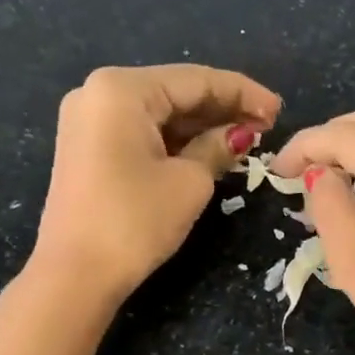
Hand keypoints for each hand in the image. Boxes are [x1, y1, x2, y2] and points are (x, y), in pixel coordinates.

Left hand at [33, 64, 280, 296]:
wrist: (75, 274)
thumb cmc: (135, 221)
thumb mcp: (189, 182)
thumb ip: (217, 148)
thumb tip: (240, 134)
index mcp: (122, 89)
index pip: (196, 80)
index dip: (243, 93)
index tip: (279, 110)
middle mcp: (99, 93)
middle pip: (175, 92)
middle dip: (223, 108)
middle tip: (267, 125)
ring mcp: (89, 121)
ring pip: (160, 114)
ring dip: (202, 126)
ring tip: (246, 138)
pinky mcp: (89, 149)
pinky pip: (142, 133)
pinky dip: (177, 141)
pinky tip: (209, 149)